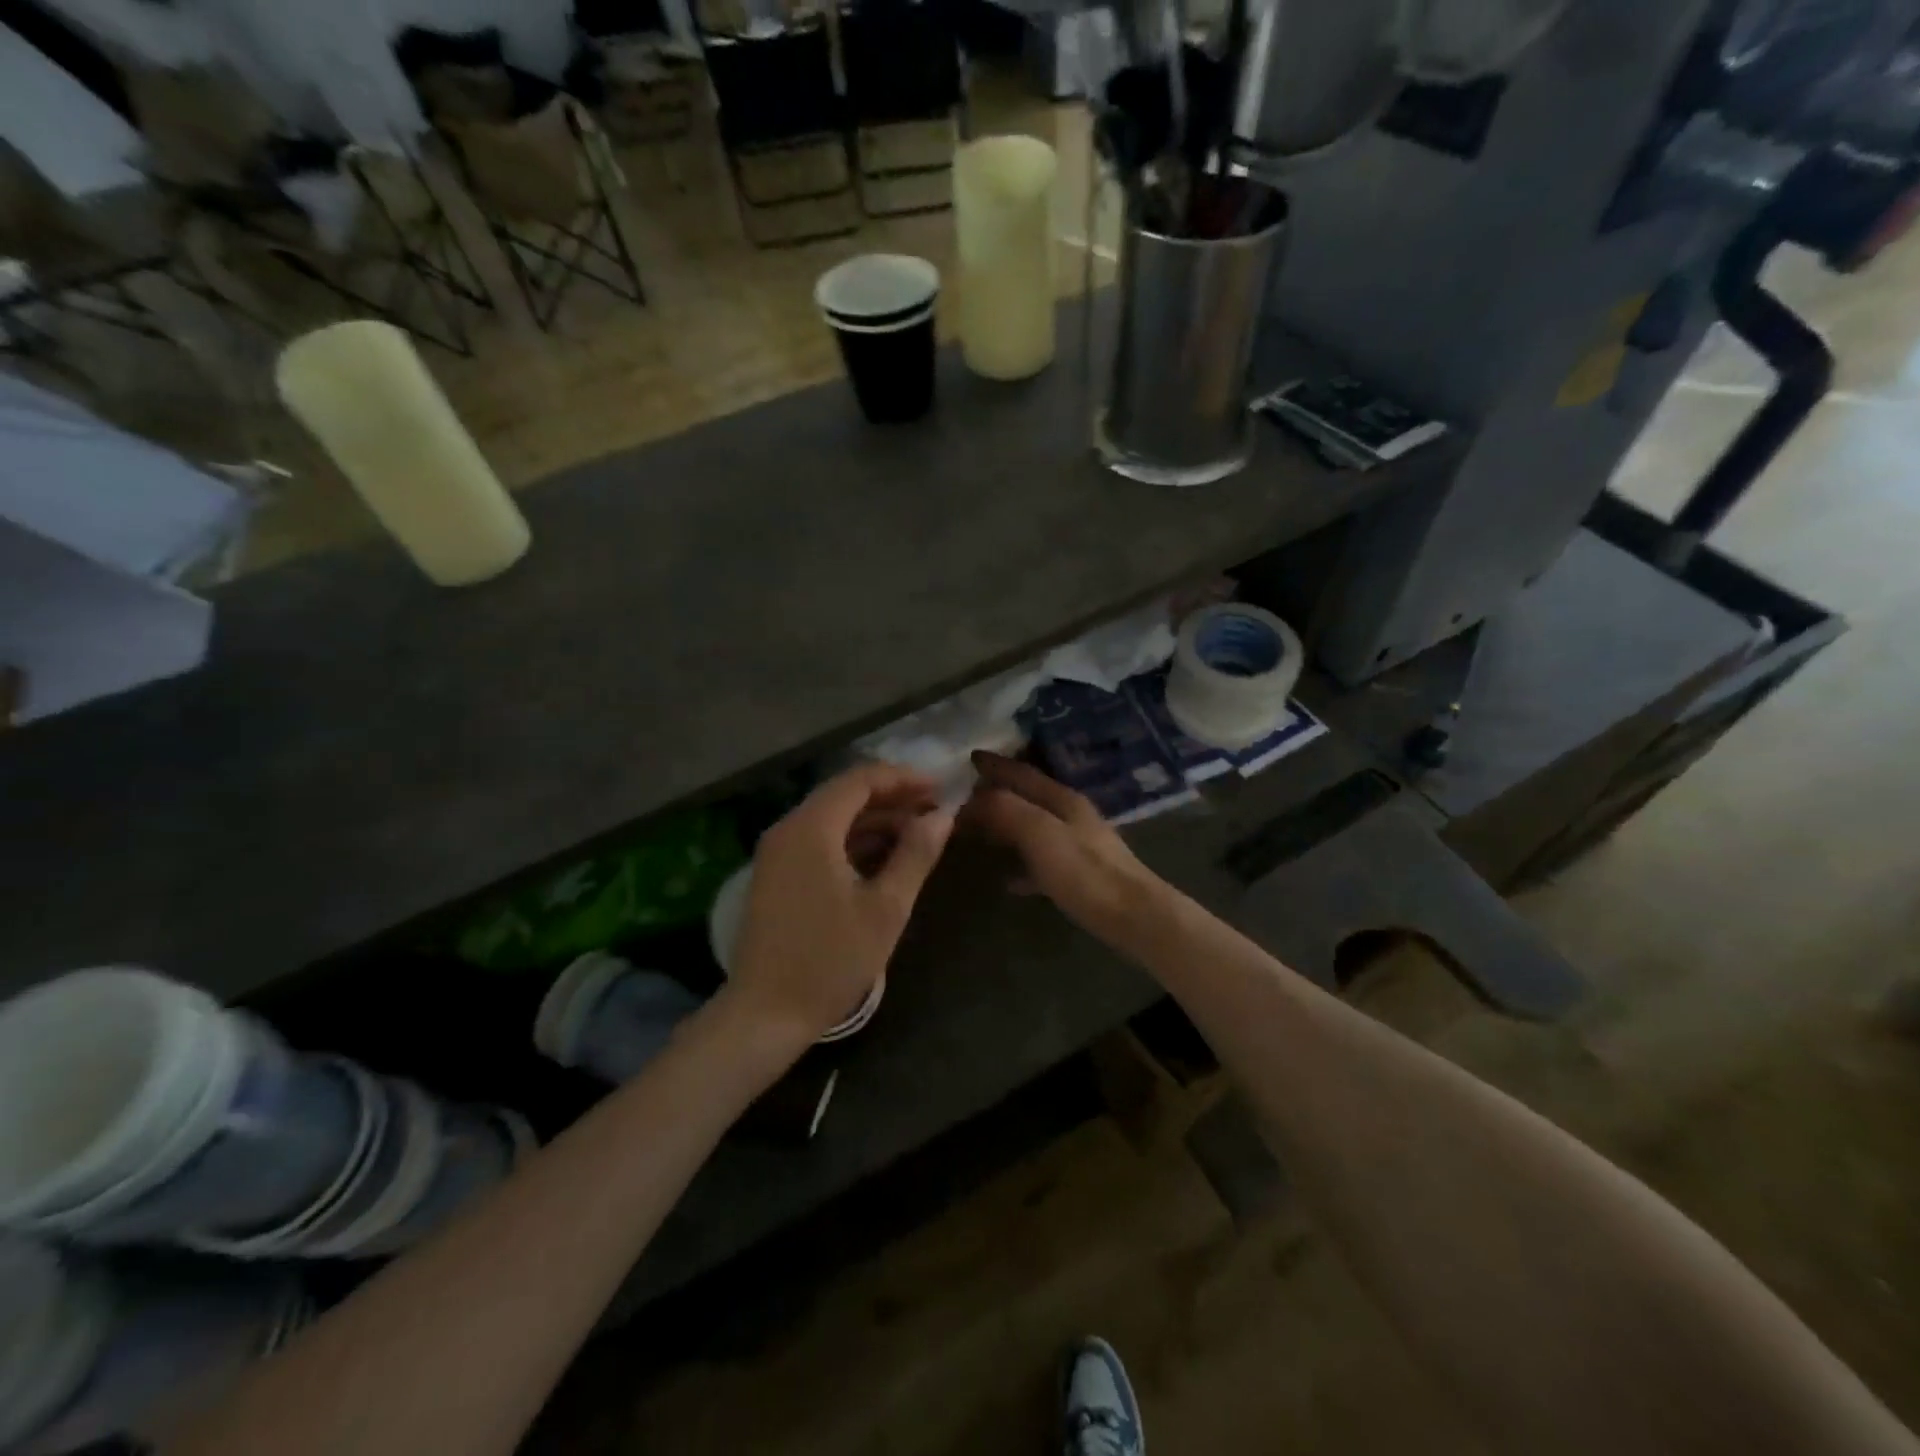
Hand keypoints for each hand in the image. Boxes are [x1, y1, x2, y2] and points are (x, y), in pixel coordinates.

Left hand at [729, 764, 953, 1045]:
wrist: (764, 1014)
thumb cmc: (830, 960)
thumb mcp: (885, 908)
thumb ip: (916, 855)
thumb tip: (943, 816)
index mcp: (811, 828)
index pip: (860, 780)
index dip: (903, 778)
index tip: (940, 787)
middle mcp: (788, 829)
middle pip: (844, 795)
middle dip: (892, 798)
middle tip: (934, 811)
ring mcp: (777, 853)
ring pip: (832, 819)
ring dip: (874, 821)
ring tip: (918, 834)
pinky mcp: (776, 876)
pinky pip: (818, 841)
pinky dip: (852, 842)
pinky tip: (884, 858)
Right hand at [961, 752, 1165, 940]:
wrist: (1135, 917)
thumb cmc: (1086, 873)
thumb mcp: (1040, 834)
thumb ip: (1006, 810)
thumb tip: (972, 796)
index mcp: (1062, 799)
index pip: (1022, 773)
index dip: (995, 764)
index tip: (967, 757)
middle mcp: (1071, 815)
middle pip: (1028, 797)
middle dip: (996, 792)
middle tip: (963, 795)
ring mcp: (1078, 845)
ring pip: (1033, 826)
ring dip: (1006, 825)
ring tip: (977, 831)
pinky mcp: (1081, 875)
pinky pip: (1041, 861)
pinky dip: (1021, 862)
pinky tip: (1007, 879)